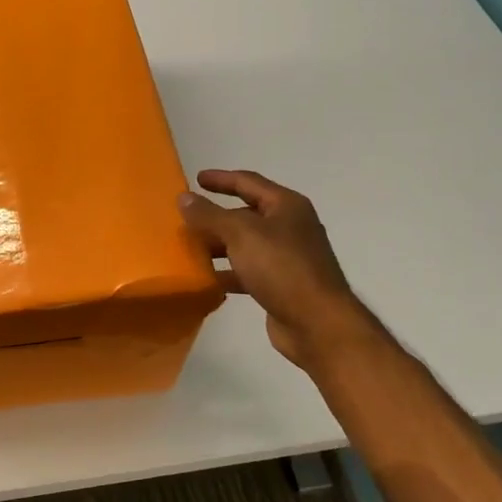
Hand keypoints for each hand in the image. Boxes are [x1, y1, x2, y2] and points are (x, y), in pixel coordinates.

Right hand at [178, 169, 366, 371]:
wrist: (316, 322)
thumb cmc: (281, 267)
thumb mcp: (240, 234)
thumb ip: (209, 215)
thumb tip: (184, 197)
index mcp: (286, 206)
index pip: (248, 182)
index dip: (221, 179)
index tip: (195, 178)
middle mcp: (289, 227)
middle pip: (246, 214)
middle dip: (215, 216)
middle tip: (186, 218)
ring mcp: (287, 258)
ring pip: (245, 245)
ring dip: (218, 246)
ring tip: (188, 249)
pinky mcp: (281, 285)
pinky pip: (247, 271)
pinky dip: (227, 272)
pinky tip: (206, 280)